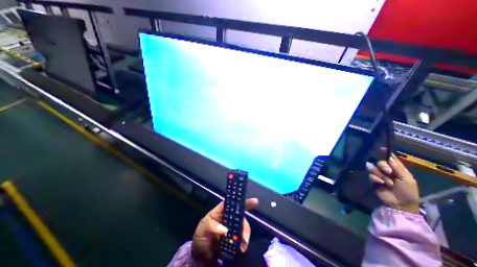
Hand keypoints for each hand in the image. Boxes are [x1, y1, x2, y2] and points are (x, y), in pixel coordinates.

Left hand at [190, 197, 259, 263]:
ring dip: (245, 235)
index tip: (254, 201)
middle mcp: (229, 217)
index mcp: (221, 211)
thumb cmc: (201, 237)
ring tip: (242, 246)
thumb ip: (211, 227)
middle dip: (245, 225)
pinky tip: (242, 249)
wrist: (200, 257)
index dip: (242, 201)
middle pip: (240, 216)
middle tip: (245, 238)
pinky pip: (242, 238)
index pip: (231, 203)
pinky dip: (244, 242)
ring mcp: (232, 228)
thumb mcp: (202, 229)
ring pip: (243, 227)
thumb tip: (224, 230)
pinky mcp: (235, 238)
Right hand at [370, 152, 418, 213]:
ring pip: (374, 168)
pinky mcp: (373, 180)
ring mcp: (380, 175)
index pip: (391, 159)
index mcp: (398, 170)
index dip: (386, 153)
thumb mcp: (406, 179)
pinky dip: (376, 179)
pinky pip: (371, 175)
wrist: (399, 203)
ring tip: (387, 183)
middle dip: (383, 166)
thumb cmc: (407, 192)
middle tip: (388, 172)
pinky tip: (380, 184)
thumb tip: (389, 157)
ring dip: (381, 175)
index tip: (381, 148)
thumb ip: (398, 167)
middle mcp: (388, 171)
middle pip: (380, 162)